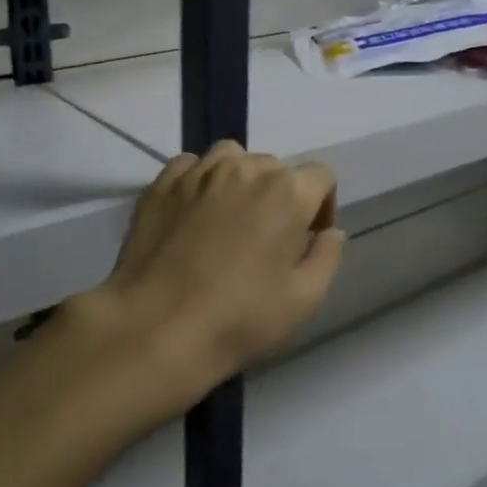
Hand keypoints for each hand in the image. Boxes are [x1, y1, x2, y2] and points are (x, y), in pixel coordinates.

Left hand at [63, 142, 346, 425]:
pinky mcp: (161, 184)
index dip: (321, 207)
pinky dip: (199, 181)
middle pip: (275, 168)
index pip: (320, 176)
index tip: (306, 241)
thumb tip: (331, 232)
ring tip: (229, 219)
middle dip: (280, 197)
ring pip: (232, 158)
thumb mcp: (304, 300)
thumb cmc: (239, 318)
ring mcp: (198, 172)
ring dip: (240, 181)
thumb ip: (327, 256)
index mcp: (286, 192)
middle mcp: (244, 168)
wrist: (155, 328)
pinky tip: (193, 213)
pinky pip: (190, 166)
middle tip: (266, 240)